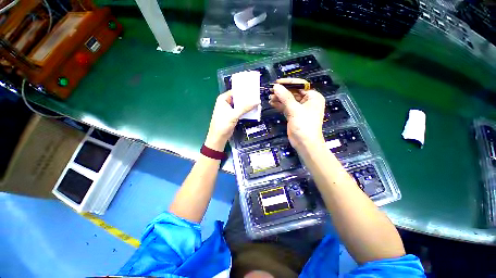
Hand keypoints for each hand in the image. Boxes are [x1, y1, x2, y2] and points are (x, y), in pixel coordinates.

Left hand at [205, 90, 257, 151]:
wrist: (219, 137)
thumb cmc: (222, 125)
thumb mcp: (234, 115)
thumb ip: (245, 108)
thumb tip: (256, 101)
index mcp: (223, 99)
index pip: (235, 91)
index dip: (244, 91)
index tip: (253, 91)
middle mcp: (226, 103)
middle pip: (239, 98)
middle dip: (247, 99)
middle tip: (257, 97)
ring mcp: (230, 110)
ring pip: (241, 105)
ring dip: (247, 106)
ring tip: (257, 104)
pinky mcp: (233, 116)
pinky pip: (241, 111)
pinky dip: (246, 111)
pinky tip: (253, 111)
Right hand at [269, 78, 325, 149]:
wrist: (305, 143)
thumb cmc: (304, 125)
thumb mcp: (295, 109)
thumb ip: (285, 97)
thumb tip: (276, 86)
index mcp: (313, 97)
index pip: (300, 85)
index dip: (288, 83)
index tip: (277, 82)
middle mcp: (307, 101)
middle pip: (293, 93)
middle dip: (282, 92)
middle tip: (270, 91)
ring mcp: (300, 109)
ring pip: (288, 100)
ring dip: (279, 99)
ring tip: (269, 97)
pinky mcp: (293, 115)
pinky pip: (286, 107)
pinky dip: (279, 105)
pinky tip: (272, 103)